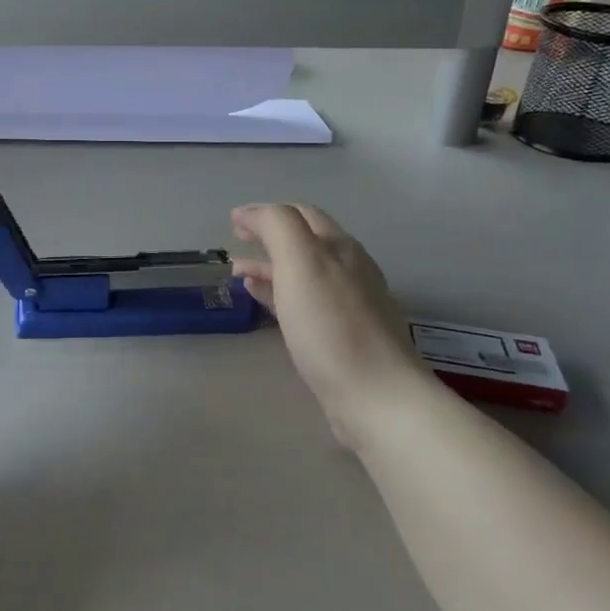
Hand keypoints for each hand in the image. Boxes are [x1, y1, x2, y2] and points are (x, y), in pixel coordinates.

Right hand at [231, 204, 426, 446]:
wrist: (377, 397)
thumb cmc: (331, 326)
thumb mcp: (301, 261)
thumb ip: (277, 226)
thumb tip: (251, 213)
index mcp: (340, 247)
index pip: (301, 214)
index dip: (265, 213)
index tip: (232, 224)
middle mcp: (350, 270)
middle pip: (305, 243)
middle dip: (268, 238)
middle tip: (235, 245)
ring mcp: (350, 305)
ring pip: (303, 274)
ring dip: (270, 267)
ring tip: (238, 275)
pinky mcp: (344, 337)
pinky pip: (306, 303)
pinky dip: (280, 294)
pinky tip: (262, 303)